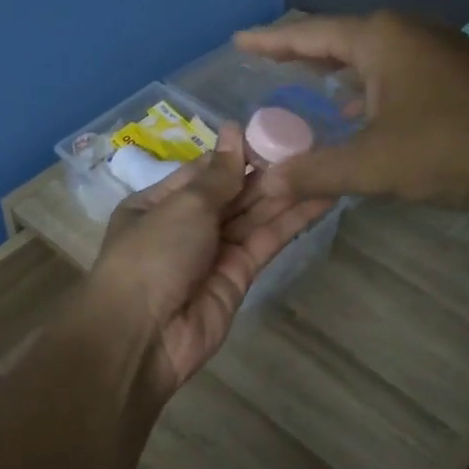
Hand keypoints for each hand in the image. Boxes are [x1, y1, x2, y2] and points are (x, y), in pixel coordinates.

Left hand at [88, 123, 333, 394]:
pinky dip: (291, 222)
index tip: (273, 132)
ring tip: (325, 165)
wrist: (143, 336)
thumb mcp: (182, 205)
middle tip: (311, 144)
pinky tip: (320, 200)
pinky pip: (266, 242)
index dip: (237, 154)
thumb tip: (234, 132)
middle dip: (267, 172)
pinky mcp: (239, 277)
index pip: (204, 171)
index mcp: (158, 203)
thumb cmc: (152, 255)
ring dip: (286, 193)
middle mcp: (185, 226)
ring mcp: (213, 253)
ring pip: (254, 216)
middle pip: (232, 193)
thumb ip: (218, 175)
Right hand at [235, 11, 468, 208]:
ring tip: (304, 86)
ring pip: (371, 58)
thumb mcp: (375, 165)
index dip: (270, 41)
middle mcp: (407, 32)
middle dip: (302, 53)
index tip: (239, 41)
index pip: (309, 34)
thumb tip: (267, 182)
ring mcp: (437, 50)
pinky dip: (368, 89)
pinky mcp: (457, 74)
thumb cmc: (455, 148)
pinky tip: (360, 114)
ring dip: (338, 73)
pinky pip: (395, 73)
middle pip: (340, 39)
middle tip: (265, 62)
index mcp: (381, 39)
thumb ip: (316, 171)